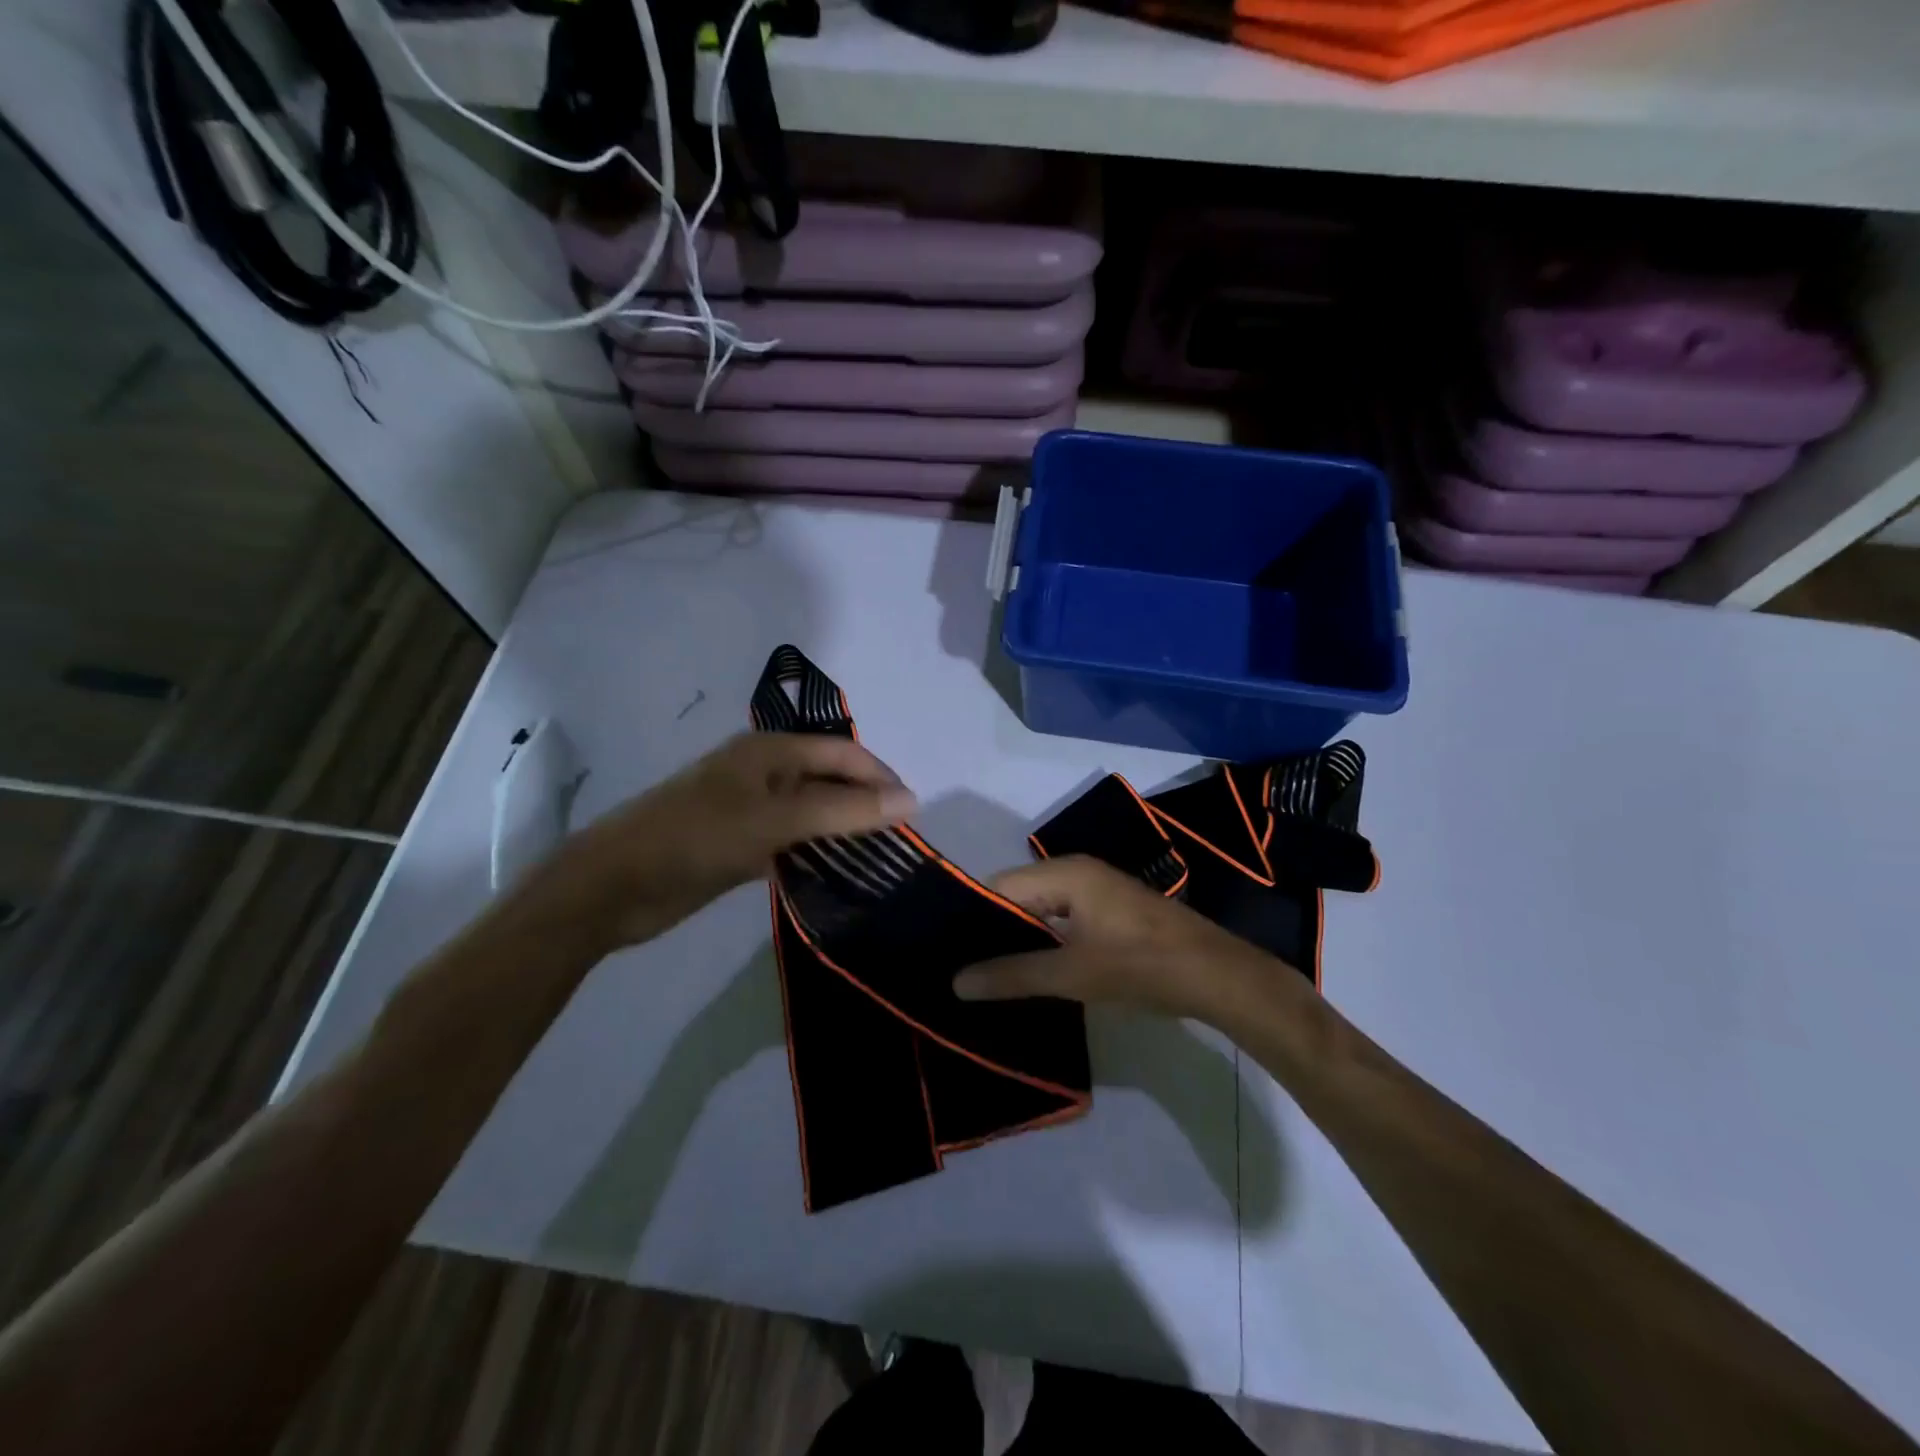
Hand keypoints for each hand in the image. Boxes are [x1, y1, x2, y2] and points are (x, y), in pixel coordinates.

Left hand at [505, 732, 915, 951]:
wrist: (612, 887)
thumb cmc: (694, 838)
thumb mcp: (773, 820)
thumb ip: (842, 810)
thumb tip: (911, 802)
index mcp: (770, 751)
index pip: (842, 754)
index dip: (880, 779)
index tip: (914, 816)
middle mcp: (763, 774)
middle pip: (829, 781)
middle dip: (865, 805)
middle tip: (900, 843)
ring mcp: (750, 810)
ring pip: (812, 814)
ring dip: (843, 833)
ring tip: (880, 862)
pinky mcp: (740, 845)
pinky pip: (792, 843)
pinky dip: (816, 856)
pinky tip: (838, 877)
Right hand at [952, 855, 1294, 1021]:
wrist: (1217, 976)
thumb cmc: (1141, 965)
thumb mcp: (1072, 974)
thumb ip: (1012, 975)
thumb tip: (955, 982)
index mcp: (1064, 872)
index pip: (998, 887)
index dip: (971, 919)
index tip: (945, 954)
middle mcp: (1076, 871)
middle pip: (1017, 897)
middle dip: (992, 932)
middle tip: (961, 971)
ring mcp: (1095, 892)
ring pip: (1039, 911)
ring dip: (1018, 940)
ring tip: (986, 976)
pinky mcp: (1109, 913)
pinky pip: (1061, 921)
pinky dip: (1043, 944)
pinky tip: (1029, 974)